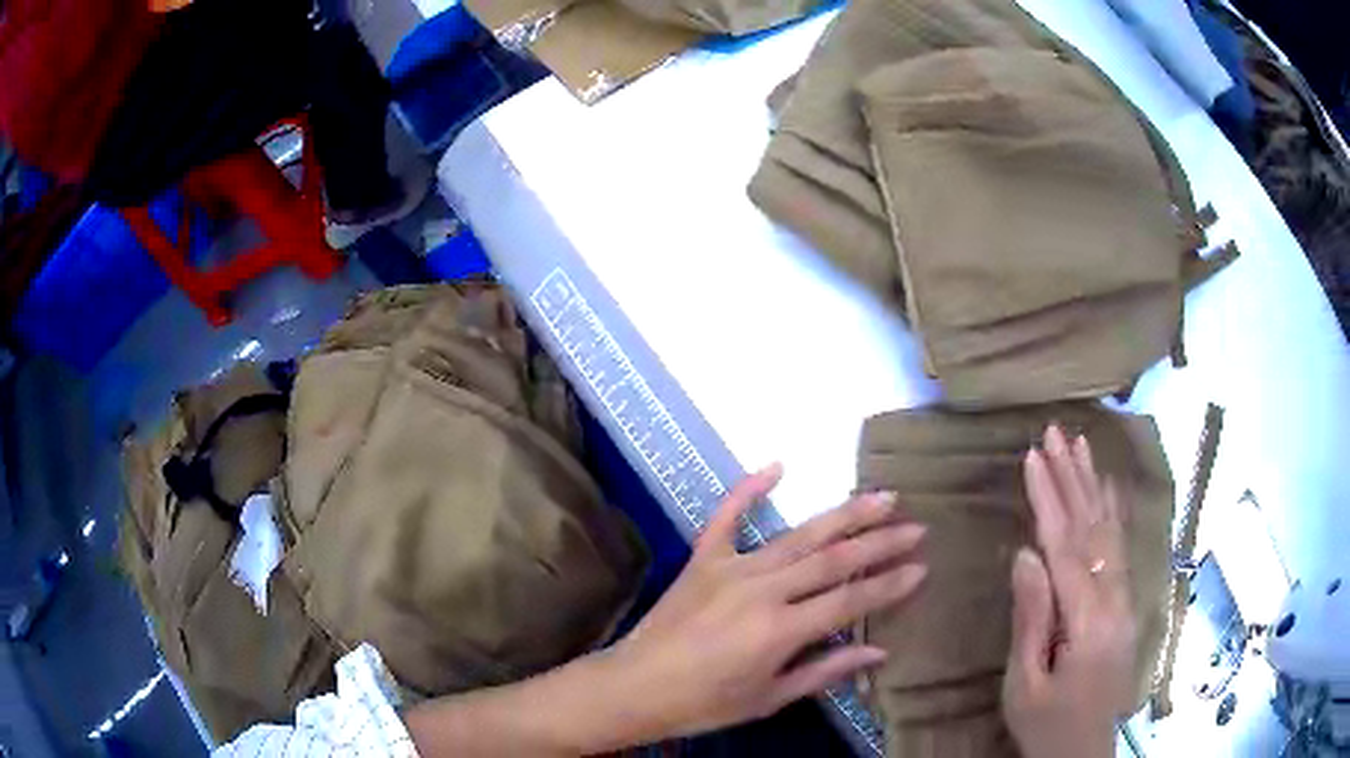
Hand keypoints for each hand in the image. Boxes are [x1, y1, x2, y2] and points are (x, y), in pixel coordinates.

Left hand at [608, 464, 927, 739]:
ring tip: (880, 496)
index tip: (921, 566)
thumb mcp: (770, 697)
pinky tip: (777, 465)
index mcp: (780, 630)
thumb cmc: (705, 704)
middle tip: (916, 525)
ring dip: (842, 515)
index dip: (889, 584)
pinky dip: (749, 489)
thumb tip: (878, 651)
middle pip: (833, 560)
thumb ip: (825, 671)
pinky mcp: (702, 559)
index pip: (850, 600)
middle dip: (879, 541)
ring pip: (798, 535)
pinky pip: (727, 517)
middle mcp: (762, 589)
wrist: (634, 687)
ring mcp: (730, 567)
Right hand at [1003, 425, 1137, 757]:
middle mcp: (1114, 601)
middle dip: (1073, 477)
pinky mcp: (1126, 606)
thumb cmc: (1045, 723)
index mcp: (1087, 622)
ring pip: (1110, 533)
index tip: (1032, 456)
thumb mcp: (1025, 683)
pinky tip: (1108, 489)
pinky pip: (1120, 550)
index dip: (1049, 499)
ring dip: (1094, 486)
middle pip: (1093, 528)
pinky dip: (1113, 514)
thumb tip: (1026, 553)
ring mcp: (1125, 601)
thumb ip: (1031, 618)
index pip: (1066, 547)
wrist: (1084, 751)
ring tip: (1081, 445)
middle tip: (1055, 433)